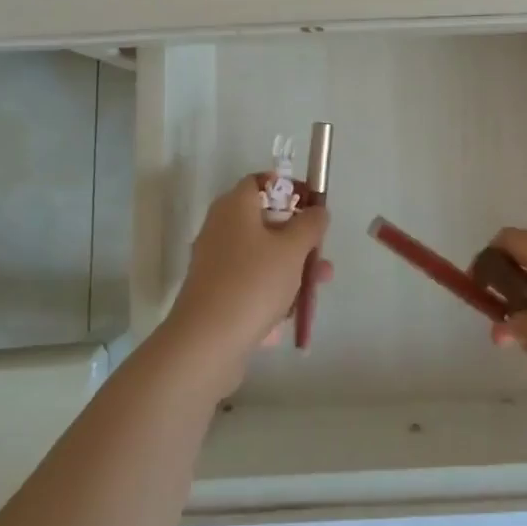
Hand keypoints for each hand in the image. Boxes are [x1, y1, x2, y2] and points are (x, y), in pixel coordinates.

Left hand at [163, 175, 329, 381]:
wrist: (206, 343)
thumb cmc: (253, 283)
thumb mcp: (293, 249)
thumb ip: (310, 224)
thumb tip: (317, 211)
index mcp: (234, 207)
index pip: (261, 182)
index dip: (289, 188)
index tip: (313, 206)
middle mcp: (221, 228)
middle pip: (265, 221)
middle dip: (298, 237)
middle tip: (320, 252)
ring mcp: (216, 263)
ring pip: (262, 254)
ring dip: (291, 266)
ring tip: (317, 287)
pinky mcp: (216, 293)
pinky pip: (251, 281)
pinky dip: (272, 290)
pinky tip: (290, 312)